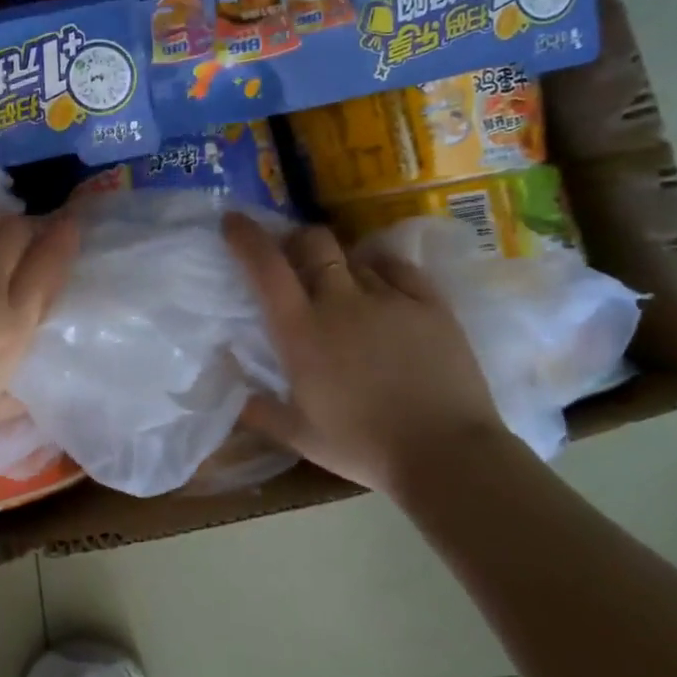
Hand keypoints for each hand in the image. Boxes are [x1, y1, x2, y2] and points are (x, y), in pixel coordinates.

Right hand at [224, 214, 505, 498]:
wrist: (446, 454)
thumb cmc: (363, 447)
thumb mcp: (299, 436)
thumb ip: (258, 410)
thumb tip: (230, 391)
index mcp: (301, 332)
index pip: (266, 267)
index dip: (246, 237)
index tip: (234, 221)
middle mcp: (340, 301)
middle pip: (312, 241)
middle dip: (296, 240)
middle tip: (294, 258)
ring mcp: (389, 297)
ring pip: (353, 256)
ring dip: (339, 264)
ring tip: (344, 287)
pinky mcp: (430, 302)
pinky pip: (397, 267)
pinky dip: (380, 270)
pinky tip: (382, 288)